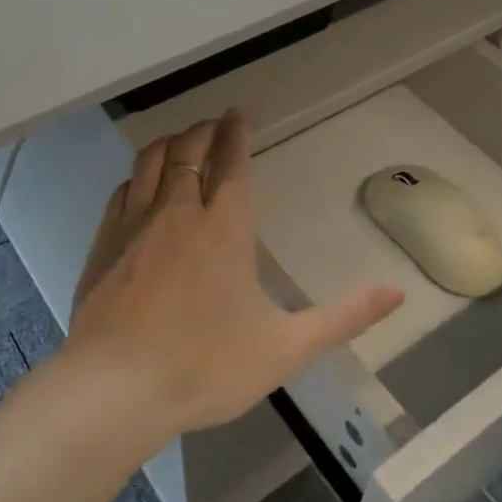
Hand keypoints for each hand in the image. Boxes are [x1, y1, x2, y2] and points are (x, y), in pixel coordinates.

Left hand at [67, 111, 404, 437]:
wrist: (115, 389)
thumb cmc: (205, 367)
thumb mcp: (286, 349)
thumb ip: (343, 318)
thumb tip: (398, 292)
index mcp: (224, 228)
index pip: (231, 162)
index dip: (235, 133)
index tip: (237, 113)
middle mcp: (177, 212)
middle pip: (188, 151)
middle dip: (203, 130)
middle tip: (213, 124)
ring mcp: (134, 225)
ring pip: (150, 163)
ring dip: (168, 144)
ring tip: (179, 141)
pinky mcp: (103, 245)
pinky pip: (122, 191)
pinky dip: (137, 177)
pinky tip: (138, 185)